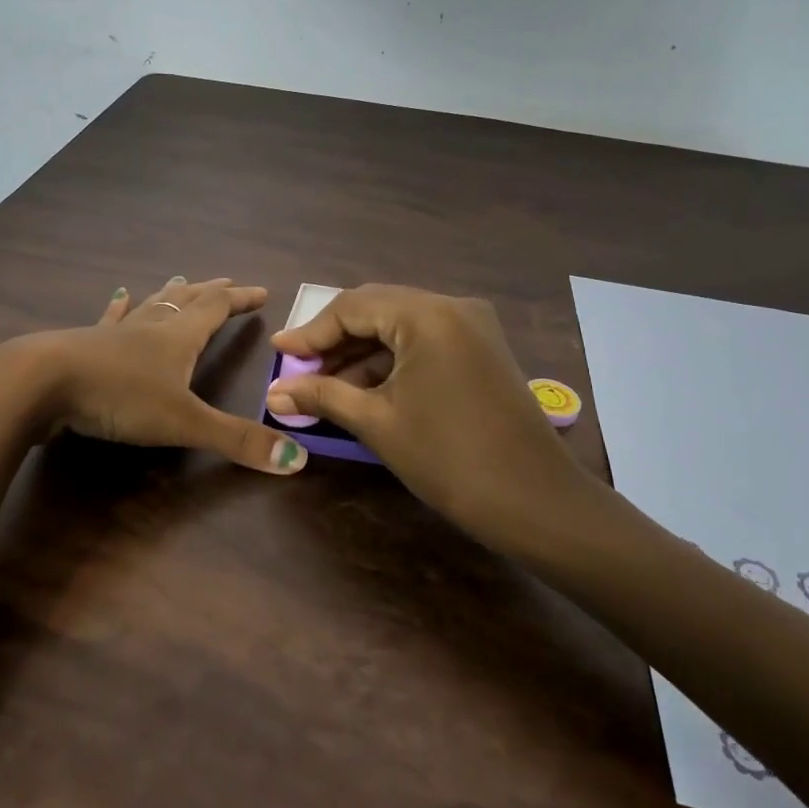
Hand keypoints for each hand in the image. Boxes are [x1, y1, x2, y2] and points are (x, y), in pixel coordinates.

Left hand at [32, 277, 308, 474]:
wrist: (42, 383)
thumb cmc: (118, 396)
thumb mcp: (184, 422)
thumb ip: (236, 440)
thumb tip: (297, 459)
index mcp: (178, 338)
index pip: (216, 309)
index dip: (240, 300)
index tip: (261, 292)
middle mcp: (150, 328)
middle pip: (186, 300)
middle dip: (211, 292)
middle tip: (227, 282)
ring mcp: (115, 333)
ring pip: (151, 305)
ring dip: (170, 293)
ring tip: (181, 279)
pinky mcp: (85, 344)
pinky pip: (110, 319)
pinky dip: (120, 307)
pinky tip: (119, 296)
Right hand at [266, 284, 591, 547]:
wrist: (534, 501)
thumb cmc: (448, 458)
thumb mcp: (377, 422)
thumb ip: (322, 397)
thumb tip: (274, 394)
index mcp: (427, 314)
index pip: (353, 306)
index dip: (311, 331)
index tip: (278, 352)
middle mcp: (452, 306)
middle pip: (376, 309)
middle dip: (334, 340)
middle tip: (298, 369)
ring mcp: (472, 326)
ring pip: (400, 326)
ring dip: (361, 352)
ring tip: (324, 385)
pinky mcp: (481, 349)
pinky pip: (423, 341)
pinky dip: (391, 360)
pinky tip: (363, 387)